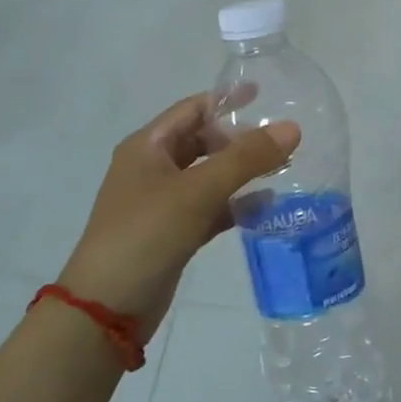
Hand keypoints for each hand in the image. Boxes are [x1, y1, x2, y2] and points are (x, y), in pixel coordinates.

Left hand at [56, 93, 299, 338]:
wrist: (108, 306)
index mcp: (147, 147)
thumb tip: (292, 128)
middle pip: (202, 141)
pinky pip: (210, 209)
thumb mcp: (198, 190)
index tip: (266, 95)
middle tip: (280, 139)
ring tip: (284, 168)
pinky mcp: (173, 233)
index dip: (227, 100)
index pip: (192, 109)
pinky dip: (235, 205)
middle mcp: (152, 169)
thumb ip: (246, 158)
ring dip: (241, 172)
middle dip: (239, 139)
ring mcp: (162, 203)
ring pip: (209, 176)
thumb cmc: (146, 234)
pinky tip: (267, 206)